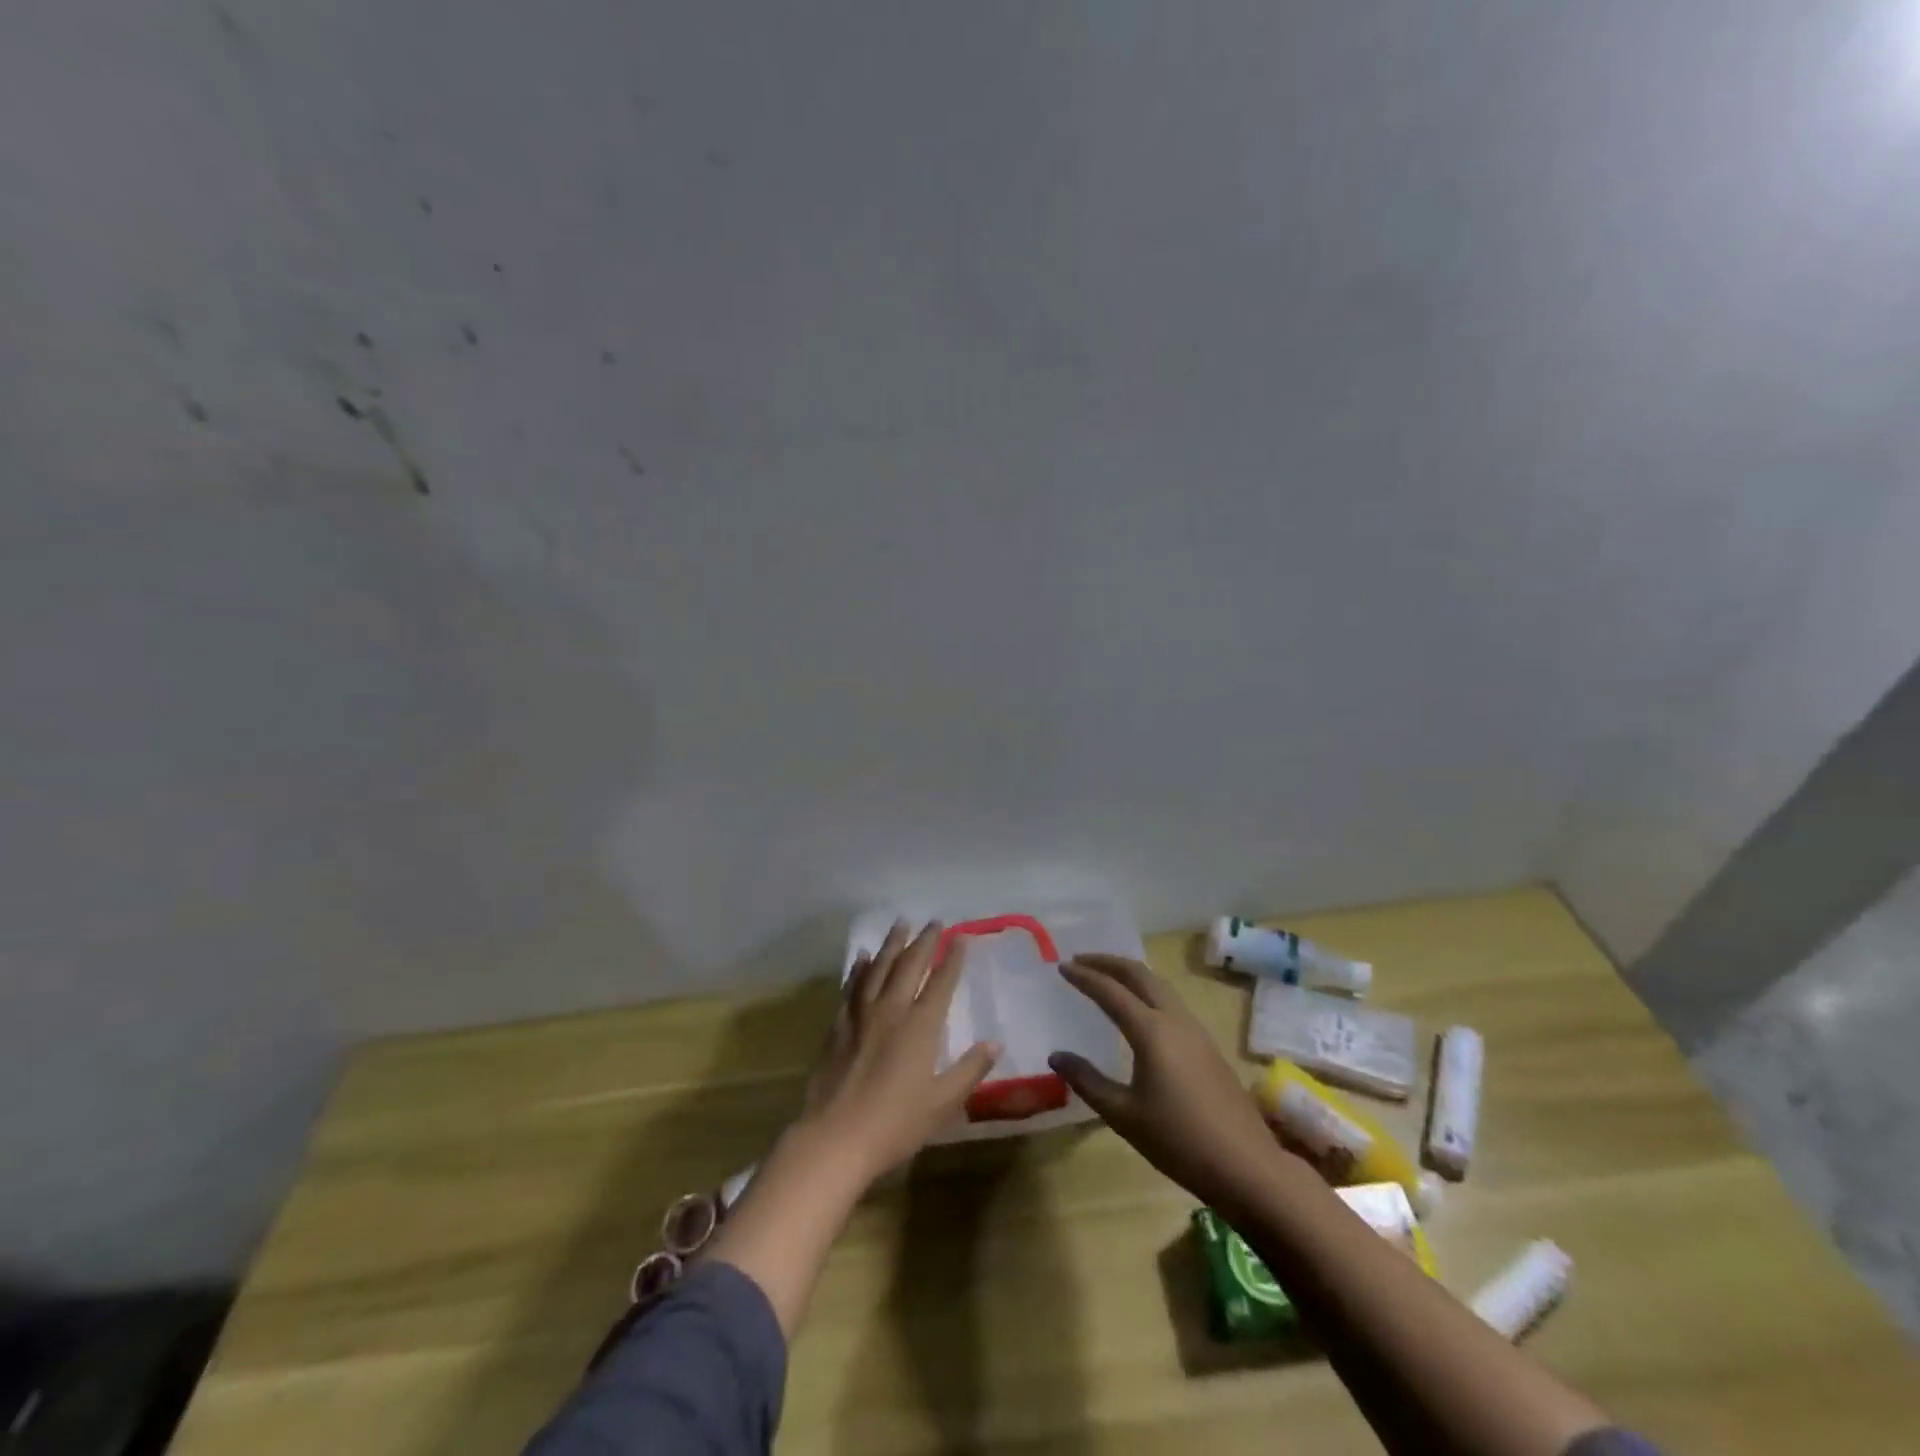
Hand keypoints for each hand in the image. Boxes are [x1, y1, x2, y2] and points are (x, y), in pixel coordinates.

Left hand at [798, 920, 1000, 1185]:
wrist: (835, 1138)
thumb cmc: (895, 1124)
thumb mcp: (942, 1103)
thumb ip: (969, 1070)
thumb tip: (994, 1043)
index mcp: (920, 1027)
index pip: (941, 983)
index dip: (952, 959)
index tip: (961, 938)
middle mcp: (891, 1010)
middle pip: (909, 966)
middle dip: (924, 942)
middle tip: (934, 921)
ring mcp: (861, 1015)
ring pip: (878, 968)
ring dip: (891, 944)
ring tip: (900, 924)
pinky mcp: (838, 1026)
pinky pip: (852, 987)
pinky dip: (860, 969)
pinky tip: (863, 958)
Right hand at [1049, 954, 1287, 1212]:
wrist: (1247, 1166)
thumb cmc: (1179, 1141)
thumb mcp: (1123, 1115)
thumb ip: (1087, 1081)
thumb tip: (1056, 1055)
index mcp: (1151, 1031)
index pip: (1110, 991)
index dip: (1084, 976)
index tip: (1061, 966)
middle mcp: (1174, 1020)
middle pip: (1139, 974)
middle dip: (1108, 962)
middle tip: (1081, 960)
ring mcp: (1196, 1031)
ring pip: (1159, 985)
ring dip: (1130, 974)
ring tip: (1107, 978)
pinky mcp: (1207, 1046)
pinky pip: (1171, 1002)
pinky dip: (1147, 992)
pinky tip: (1139, 1011)